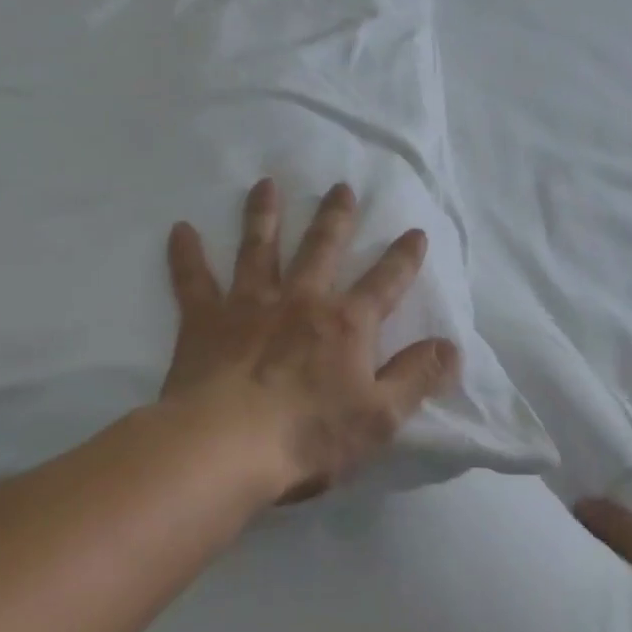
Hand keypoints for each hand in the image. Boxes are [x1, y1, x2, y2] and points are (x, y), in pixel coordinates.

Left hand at [162, 178, 460, 502]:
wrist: (225, 447)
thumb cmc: (308, 436)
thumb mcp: (380, 416)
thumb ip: (416, 377)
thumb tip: (452, 346)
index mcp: (346, 324)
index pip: (385, 283)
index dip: (404, 258)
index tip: (415, 231)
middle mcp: (300, 300)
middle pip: (322, 248)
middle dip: (336, 217)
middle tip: (341, 187)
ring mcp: (249, 305)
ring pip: (259, 248)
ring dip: (265, 214)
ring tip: (266, 184)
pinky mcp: (205, 320)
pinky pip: (193, 280)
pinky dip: (186, 255)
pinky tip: (180, 230)